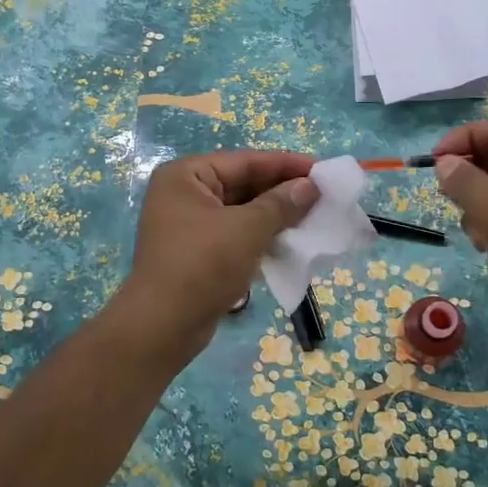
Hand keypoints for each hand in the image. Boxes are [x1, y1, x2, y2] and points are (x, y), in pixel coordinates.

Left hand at [115, 151, 318, 362]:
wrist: (164, 325)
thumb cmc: (203, 264)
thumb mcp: (247, 229)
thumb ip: (280, 204)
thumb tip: (310, 186)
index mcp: (186, 176)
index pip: (244, 162)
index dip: (285, 164)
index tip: (322, 169)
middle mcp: (183, 194)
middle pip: (242, 184)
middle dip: (282, 191)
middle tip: (323, 196)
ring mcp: (188, 226)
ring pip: (241, 212)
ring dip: (275, 216)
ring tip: (314, 218)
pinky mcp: (197, 254)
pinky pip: (235, 235)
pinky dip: (260, 236)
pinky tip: (290, 242)